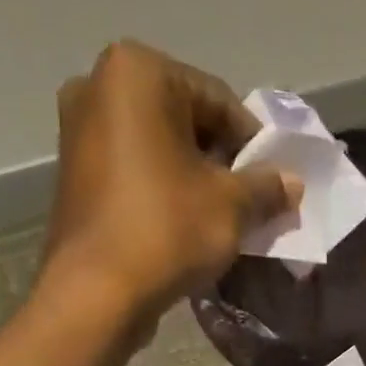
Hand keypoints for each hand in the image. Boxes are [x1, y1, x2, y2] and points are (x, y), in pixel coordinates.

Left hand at [44, 41, 301, 328]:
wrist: (97, 293)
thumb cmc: (167, 230)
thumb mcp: (232, 205)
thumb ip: (266, 186)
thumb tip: (292, 183)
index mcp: (137, 72)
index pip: (219, 100)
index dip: (253, 144)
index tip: (272, 181)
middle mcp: (97, 86)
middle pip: (185, 120)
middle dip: (220, 159)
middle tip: (248, 200)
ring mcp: (78, 131)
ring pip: (158, 147)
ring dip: (193, 177)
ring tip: (220, 217)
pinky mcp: (73, 174)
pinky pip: (133, 170)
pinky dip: (163, 190)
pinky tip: (184, 225)